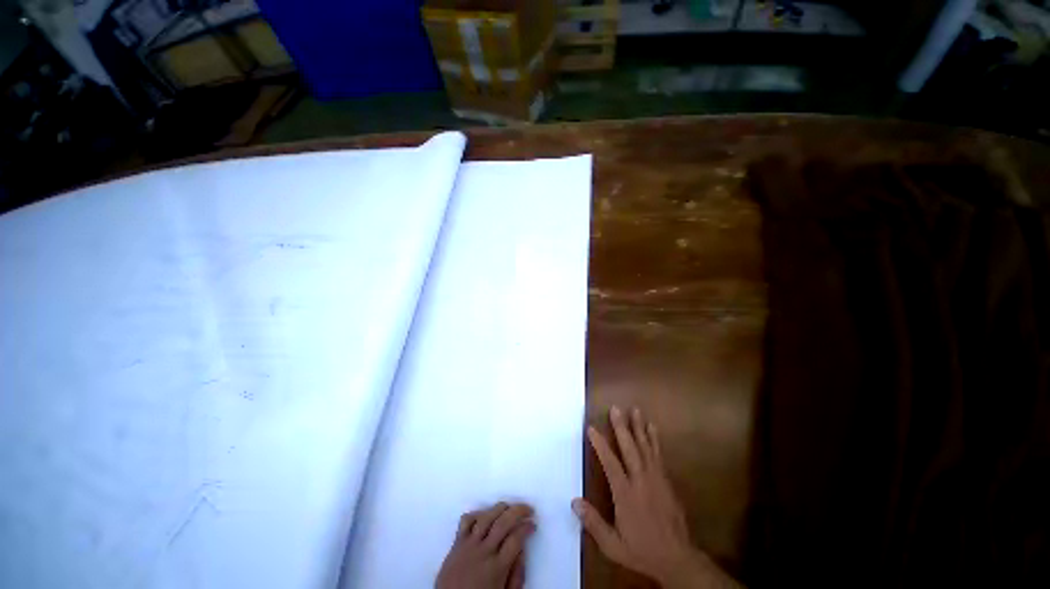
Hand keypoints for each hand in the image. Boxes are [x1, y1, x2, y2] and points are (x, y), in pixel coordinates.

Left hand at [436, 502, 534, 588]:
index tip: (533, 525)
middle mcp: (483, 552)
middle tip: (528, 509)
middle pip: (503, 522)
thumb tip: (523, 551)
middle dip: (519, 511)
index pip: (516, 539)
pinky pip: (466, 521)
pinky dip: (477, 513)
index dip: (527, 528)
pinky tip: (485, 514)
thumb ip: (516, 576)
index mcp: (497, 568)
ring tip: (509, 506)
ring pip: (486, 516)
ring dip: (500, 507)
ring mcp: (468, 545)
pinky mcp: (456, 543)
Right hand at [573, 407, 741, 588]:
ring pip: (645, 448)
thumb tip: (574, 502)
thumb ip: (594, 523)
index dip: (600, 445)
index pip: (611, 464)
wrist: (677, 559)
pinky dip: (654, 439)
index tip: (592, 428)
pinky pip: (658, 455)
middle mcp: (641, 481)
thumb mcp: (613, 545)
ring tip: (635, 410)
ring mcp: (656, 479)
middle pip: (630, 449)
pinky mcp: (666, 480)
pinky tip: (652, 428)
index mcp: (626, 495)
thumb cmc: (641, 550)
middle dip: (621, 427)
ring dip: (639, 427)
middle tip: (615, 409)